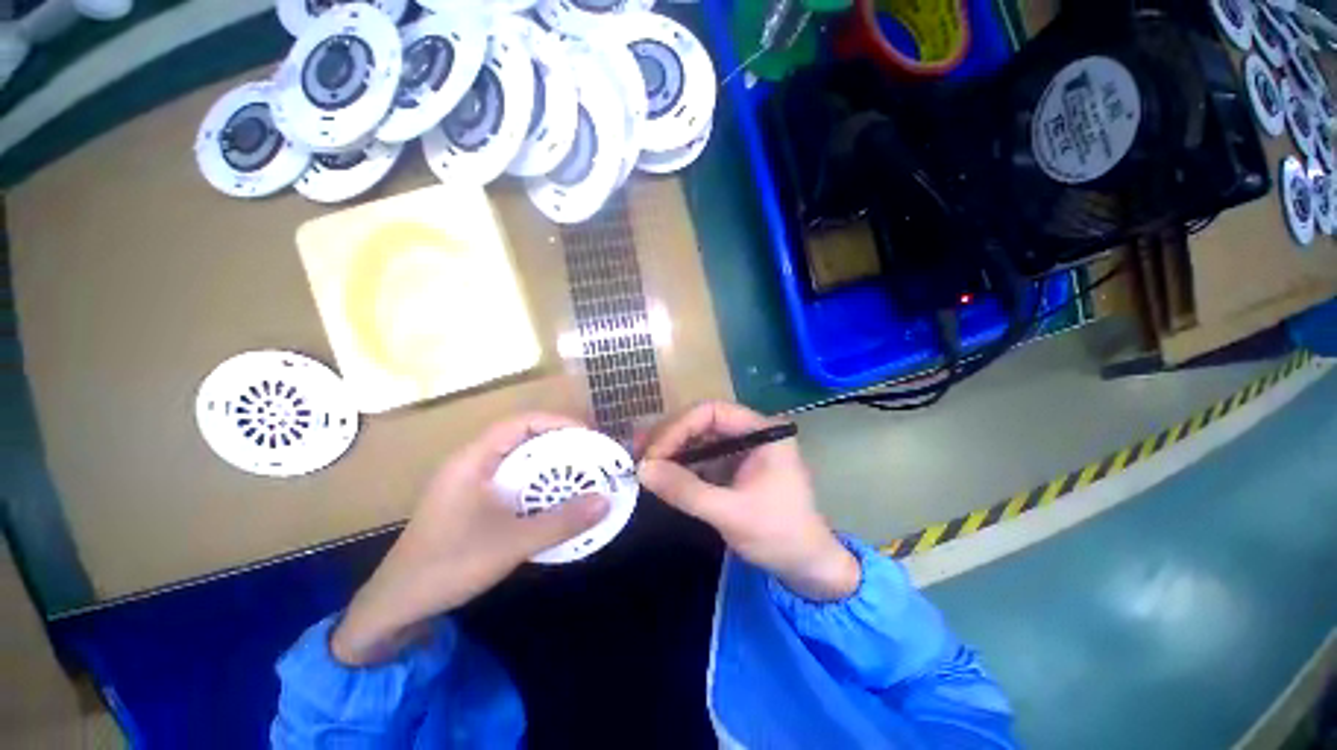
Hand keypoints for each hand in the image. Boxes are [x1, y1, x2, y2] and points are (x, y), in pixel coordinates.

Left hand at [331, 414, 609, 665]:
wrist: (395, 606)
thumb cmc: (449, 565)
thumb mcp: (512, 544)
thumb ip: (561, 522)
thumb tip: (606, 501)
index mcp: (473, 460)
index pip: (521, 422)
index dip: (557, 422)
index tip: (588, 435)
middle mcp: (470, 463)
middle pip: (521, 437)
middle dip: (558, 441)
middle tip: (590, 453)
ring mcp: (468, 482)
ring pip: (516, 459)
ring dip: (547, 463)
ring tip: (578, 472)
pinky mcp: (470, 501)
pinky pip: (511, 479)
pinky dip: (535, 482)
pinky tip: (552, 498)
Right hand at [637, 402, 858, 601]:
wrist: (807, 567)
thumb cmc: (780, 535)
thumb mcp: (731, 513)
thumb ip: (686, 490)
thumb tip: (641, 470)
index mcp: (762, 431)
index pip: (712, 412)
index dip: (678, 427)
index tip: (653, 453)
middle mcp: (750, 432)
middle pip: (701, 422)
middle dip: (670, 436)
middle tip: (638, 453)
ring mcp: (741, 449)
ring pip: (698, 438)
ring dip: (670, 449)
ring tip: (641, 460)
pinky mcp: (732, 467)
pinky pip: (700, 457)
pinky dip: (679, 464)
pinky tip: (659, 472)